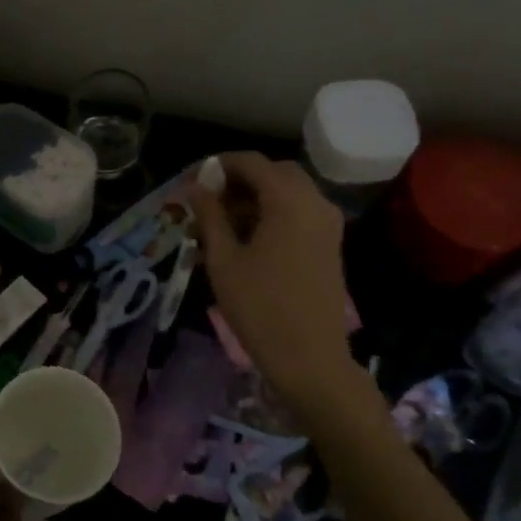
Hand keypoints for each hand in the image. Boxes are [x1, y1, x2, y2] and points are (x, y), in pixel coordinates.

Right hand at [190, 151, 357, 404]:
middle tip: (206, 201)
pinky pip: (298, 212)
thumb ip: (210, 216)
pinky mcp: (329, 244)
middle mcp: (315, 203)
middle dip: (238, 180)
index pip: (251, 162)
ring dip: (254, 197)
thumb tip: (196, 187)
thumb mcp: (224, 259)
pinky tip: (245, 239)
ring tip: (219, 224)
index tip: (190, 182)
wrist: (310, 358)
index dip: (217, 165)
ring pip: (288, 192)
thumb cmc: (260, 308)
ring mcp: (327, 224)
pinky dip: (272, 213)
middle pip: (273, 172)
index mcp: (289, 201)